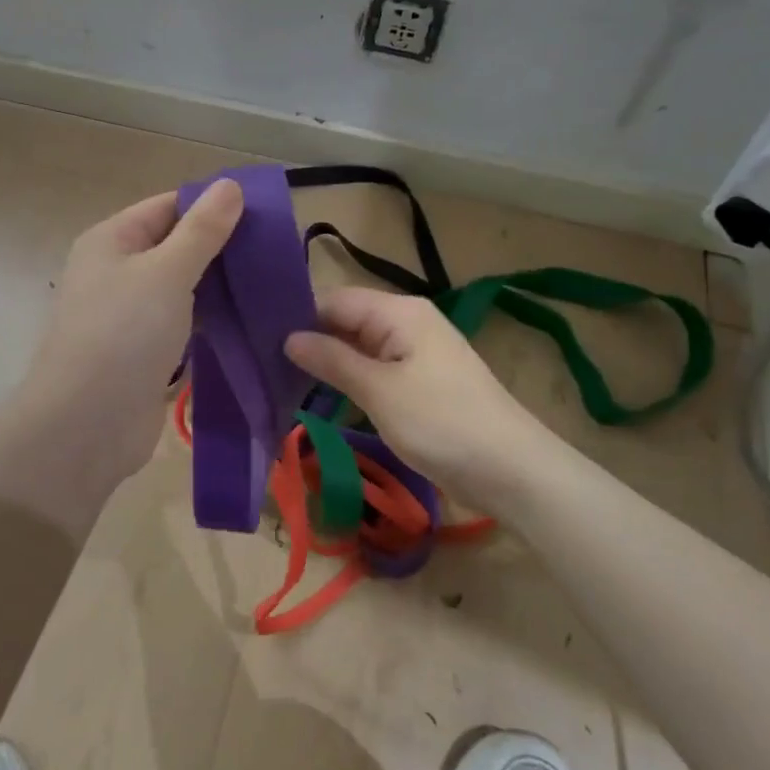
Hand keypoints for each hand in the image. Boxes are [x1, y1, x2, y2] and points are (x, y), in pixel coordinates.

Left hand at [19, 179, 243, 484]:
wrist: (86, 424)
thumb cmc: (124, 333)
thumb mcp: (167, 271)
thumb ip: (202, 230)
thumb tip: (230, 185)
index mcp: (112, 240)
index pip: (168, 207)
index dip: (213, 207)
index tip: (264, 215)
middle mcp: (116, 272)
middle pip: (175, 248)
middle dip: (222, 249)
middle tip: (276, 253)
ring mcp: (128, 316)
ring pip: (182, 289)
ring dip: (219, 288)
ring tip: (270, 285)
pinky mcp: (143, 354)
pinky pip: (182, 326)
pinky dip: (210, 322)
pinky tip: (247, 322)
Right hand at [284, 287, 552, 495]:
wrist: (511, 469)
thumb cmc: (441, 422)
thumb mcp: (379, 391)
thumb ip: (332, 360)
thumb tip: (289, 338)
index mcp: (399, 312)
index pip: (335, 300)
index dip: (298, 317)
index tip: (258, 340)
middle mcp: (408, 322)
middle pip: (347, 321)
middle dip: (311, 341)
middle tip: (264, 365)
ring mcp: (417, 352)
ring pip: (360, 348)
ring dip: (329, 364)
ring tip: (283, 381)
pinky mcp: (422, 381)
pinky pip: (377, 370)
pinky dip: (351, 380)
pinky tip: (324, 397)